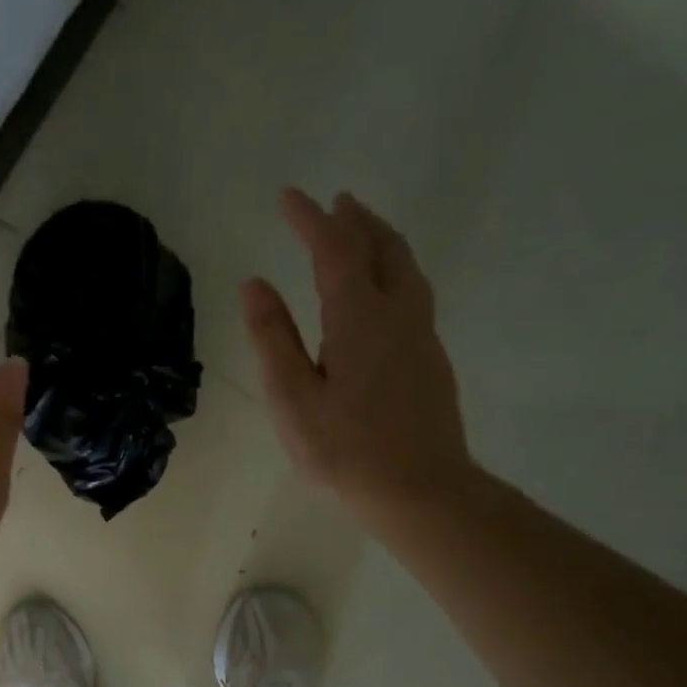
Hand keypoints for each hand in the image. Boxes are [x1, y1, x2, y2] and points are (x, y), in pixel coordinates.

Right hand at [243, 188, 474, 531]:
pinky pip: (414, 293)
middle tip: (336, 202)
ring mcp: (421, 336)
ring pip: (406, 268)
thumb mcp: (292, 397)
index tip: (289, 196)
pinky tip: (384, 290)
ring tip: (363, 230)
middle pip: (382, 248)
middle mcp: (398, 314)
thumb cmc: (345, 450)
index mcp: (359, 317)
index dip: (309, 220)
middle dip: (355, 221)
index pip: (333, 250)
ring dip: (382, 240)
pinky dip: (395, 270)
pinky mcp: (431, 360)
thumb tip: (255, 284)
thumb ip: (273, 337)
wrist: (420, 490)